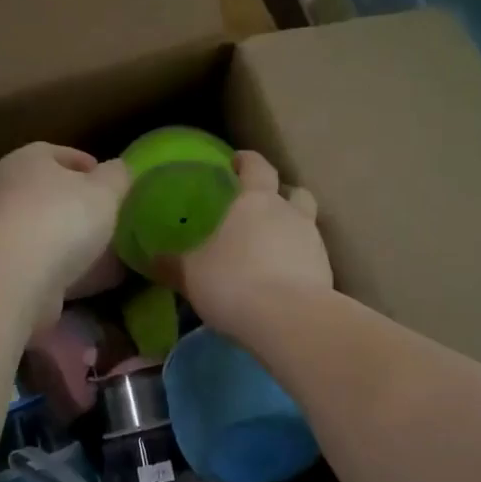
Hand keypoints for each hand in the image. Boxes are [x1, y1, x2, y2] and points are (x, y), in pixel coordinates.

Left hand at [0, 143, 129, 322]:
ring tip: (104, 255)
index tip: (111, 184)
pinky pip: (39, 263)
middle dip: (77, 206)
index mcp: (27, 159)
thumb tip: (119, 169)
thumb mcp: (105, 190)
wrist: (12, 277)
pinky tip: (88, 281)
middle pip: (47, 193)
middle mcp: (4, 190)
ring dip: (69, 242)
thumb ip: (117, 177)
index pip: (58, 154)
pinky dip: (62, 269)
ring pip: (42, 231)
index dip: (88, 166)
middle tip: (108, 220)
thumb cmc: (61, 218)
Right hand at [158, 151, 331, 335]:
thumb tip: (153, 258)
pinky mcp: (326, 273)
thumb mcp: (191, 273)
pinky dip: (298, 264)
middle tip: (261, 209)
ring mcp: (314, 243)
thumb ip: (173, 263)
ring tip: (271, 251)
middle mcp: (290, 213)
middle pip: (294, 192)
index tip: (236, 162)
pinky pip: (311, 259)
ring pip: (306, 225)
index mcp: (256, 201)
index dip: (246, 161)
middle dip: (280, 196)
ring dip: (292, 231)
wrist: (288, 320)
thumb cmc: (232, 281)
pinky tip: (282, 282)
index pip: (256, 166)